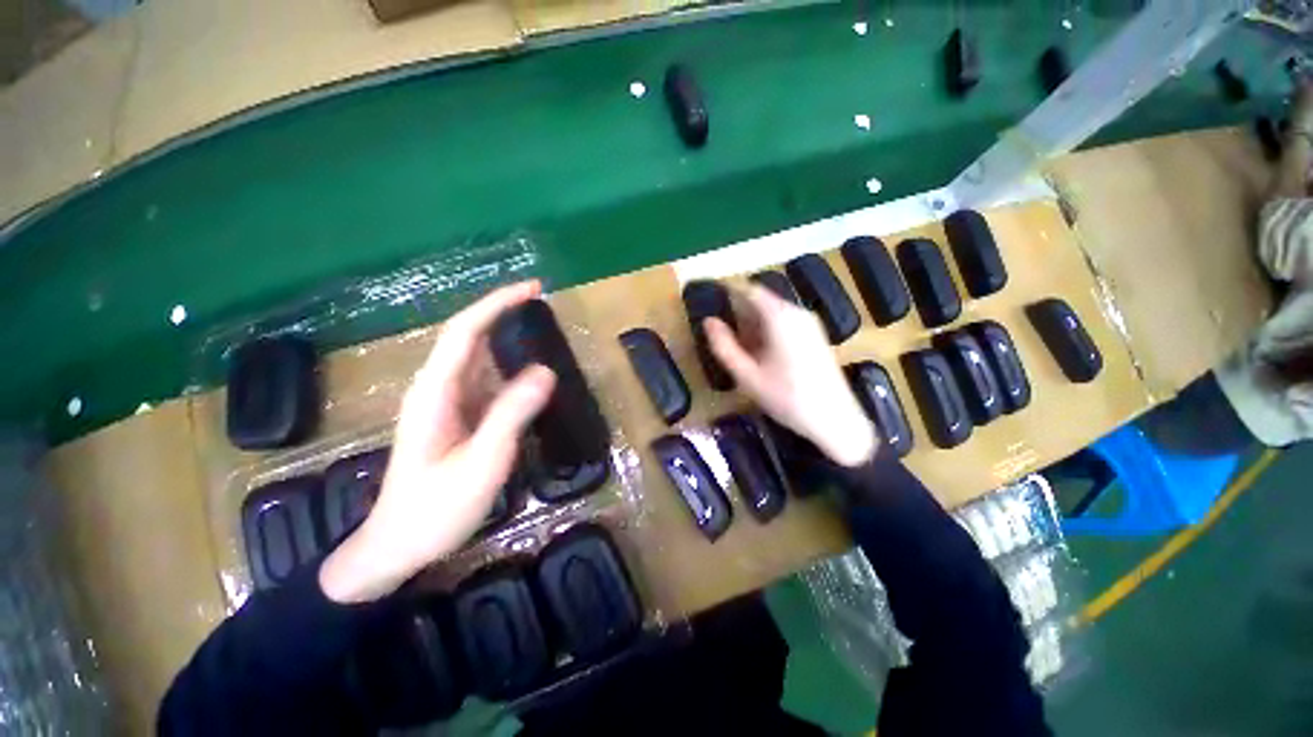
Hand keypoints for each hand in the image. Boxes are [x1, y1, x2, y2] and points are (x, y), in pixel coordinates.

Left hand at [321, 281, 556, 603]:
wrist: (399, 546)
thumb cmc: (435, 508)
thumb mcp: (481, 462)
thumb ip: (511, 414)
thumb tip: (545, 371)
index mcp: (436, 391)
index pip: (466, 331)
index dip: (497, 304)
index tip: (532, 289)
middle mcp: (438, 388)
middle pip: (470, 337)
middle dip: (504, 314)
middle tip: (544, 305)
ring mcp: (447, 403)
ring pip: (479, 359)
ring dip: (507, 339)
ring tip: (542, 331)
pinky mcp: (457, 417)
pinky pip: (486, 382)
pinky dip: (509, 369)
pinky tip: (529, 375)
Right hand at [705, 284, 876, 467]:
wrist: (835, 420)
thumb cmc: (786, 397)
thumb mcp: (747, 375)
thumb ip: (724, 346)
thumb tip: (708, 321)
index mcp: (779, 316)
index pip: (749, 290)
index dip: (727, 293)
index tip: (710, 303)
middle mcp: (796, 312)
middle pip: (761, 301)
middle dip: (739, 315)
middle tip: (723, 337)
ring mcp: (809, 323)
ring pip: (772, 313)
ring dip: (752, 326)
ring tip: (740, 351)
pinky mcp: (815, 335)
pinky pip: (784, 323)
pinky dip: (767, 332)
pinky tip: (762, 357)